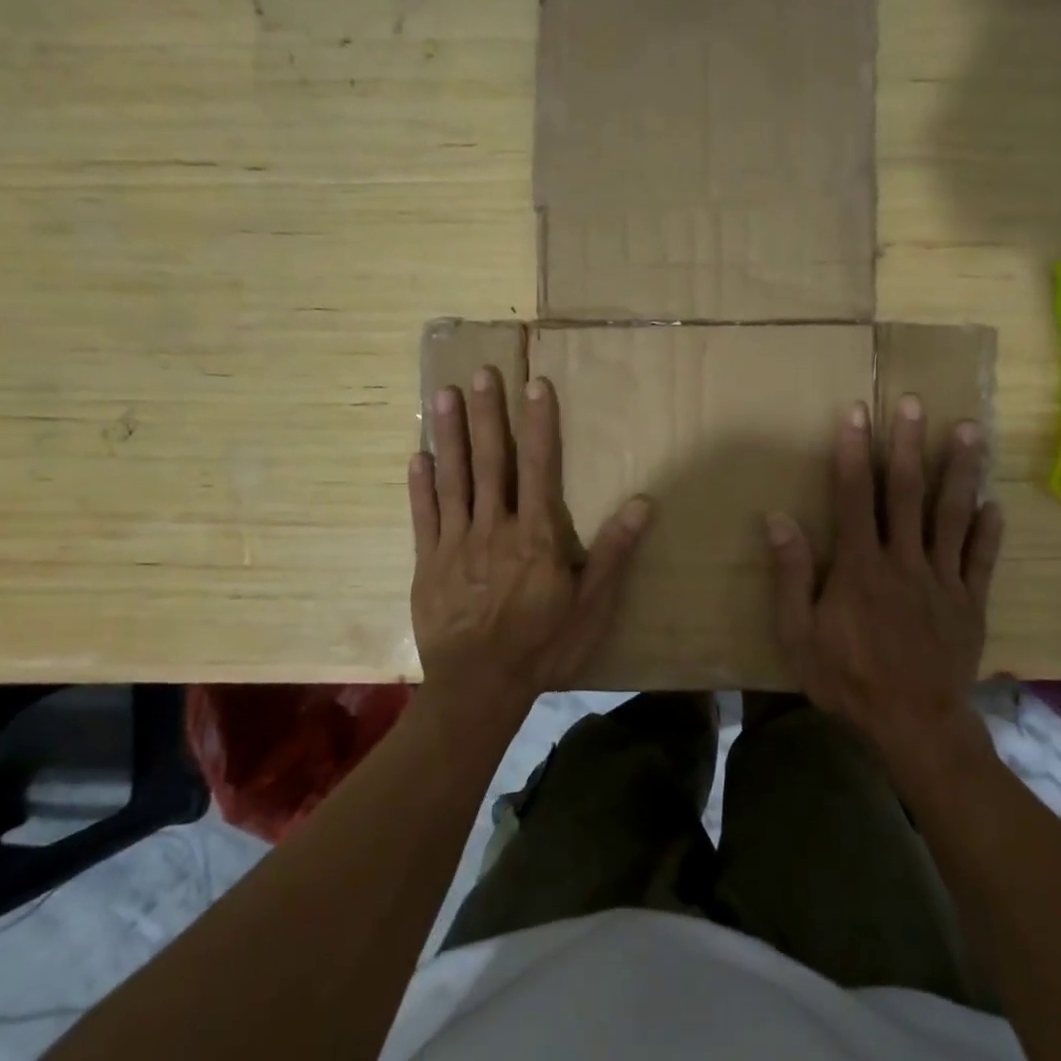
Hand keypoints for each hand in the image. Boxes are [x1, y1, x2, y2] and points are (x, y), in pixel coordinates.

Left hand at [410, 368, 650, 718]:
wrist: (479, 687)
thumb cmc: (543, 646)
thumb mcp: (591, 605)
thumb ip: (613, 552)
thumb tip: (642, 502)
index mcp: (536, 536)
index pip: (540, 467)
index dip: (539, 424)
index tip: (535, 385)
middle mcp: (494, 528)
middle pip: (491, 462)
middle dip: (488, 415)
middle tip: (483, 373)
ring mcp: (456, 544)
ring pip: (453, 479)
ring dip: (450, 434)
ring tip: (445, 394)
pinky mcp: (428, 563)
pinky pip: (424, 516)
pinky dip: (420, 484)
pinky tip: (418, 455)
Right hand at [766, 396, 1002, 746]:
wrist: (913, 723)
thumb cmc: (847, 678)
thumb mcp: (798, 634)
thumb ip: (790, 575)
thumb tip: (778, 520)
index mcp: (860, 566)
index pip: (854, 496)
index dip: (852, 452)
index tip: (856, 413)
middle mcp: (904, 560)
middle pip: (906, 492)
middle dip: (908, 444)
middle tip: (914, 403)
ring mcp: (942, 578)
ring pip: (952, 514)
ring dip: (959, 469)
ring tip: (969, 429)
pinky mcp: (970, 601)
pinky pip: (981, 558)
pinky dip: (988, 529)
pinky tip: (995, 502)